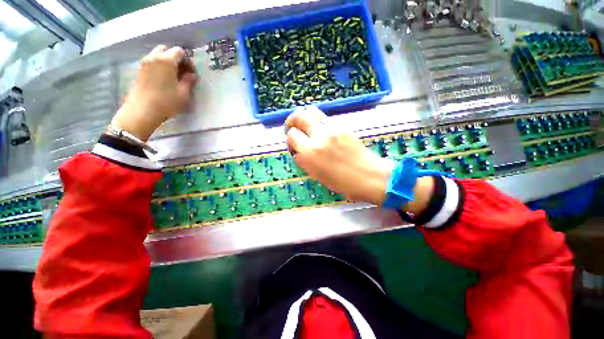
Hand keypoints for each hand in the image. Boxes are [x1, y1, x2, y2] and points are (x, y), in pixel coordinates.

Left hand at [110, 45, 197, 140]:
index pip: (179, 52)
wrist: (142, 111)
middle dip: (176, 58)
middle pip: (166, 50)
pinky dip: (159, 66)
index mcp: (166, 61)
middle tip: (182, 72)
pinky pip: (152, 62)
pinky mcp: (140, 70)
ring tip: (173, 76)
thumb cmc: (166, 102)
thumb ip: (188, 82)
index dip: (187, 61)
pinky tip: (164, 79)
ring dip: (167, 61)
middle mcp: (154, 57)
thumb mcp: (183, 94)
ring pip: (158, 55)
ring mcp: (145, 63)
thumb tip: (192, 75)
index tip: (191, 72)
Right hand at [285, 106, 394, 205]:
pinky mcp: (341, 126)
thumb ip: (304, 160)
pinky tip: (322, 131)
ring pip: (311, 111)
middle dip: (292, 121)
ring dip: (304, 117)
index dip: (290, 140)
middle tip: (293, 127)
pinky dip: (318, 122)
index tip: (295, 145)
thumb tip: (298, 150)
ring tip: (305, 125)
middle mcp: (317, 138)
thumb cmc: (341, 182)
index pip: (291, 136)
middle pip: (298, 116)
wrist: (368, 176)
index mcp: (309, 155)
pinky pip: (324, 118)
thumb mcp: (316, 175)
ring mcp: (330, 130)